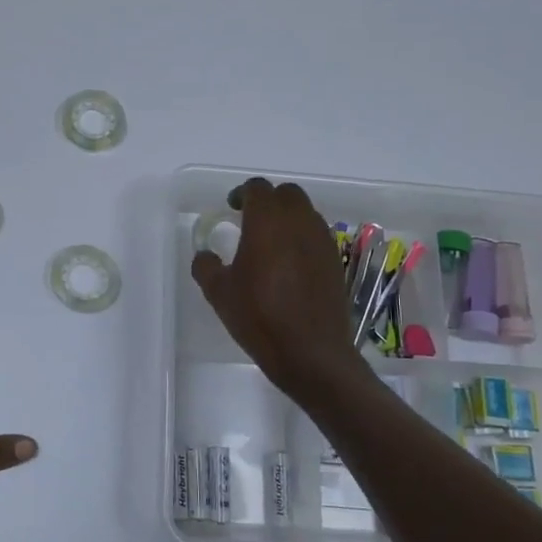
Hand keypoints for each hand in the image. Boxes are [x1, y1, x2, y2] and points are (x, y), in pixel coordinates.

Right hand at [190, 178, 360, 398]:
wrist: (310, 352)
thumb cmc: (259, 316)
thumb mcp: (219, 293)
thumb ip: (206, 266)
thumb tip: (205, 254)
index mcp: (267, 221)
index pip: (257, 188)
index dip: (242, 193)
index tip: (231, 207)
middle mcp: (299, 222)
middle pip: (287, 194)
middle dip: (268, 200)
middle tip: (250, 220)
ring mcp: (322, 241)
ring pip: (306, 213)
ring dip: (287, 218)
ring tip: (270, 243)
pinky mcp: (335, 261)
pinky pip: (316, 236)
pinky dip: (301, 238)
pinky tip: (289, 265)